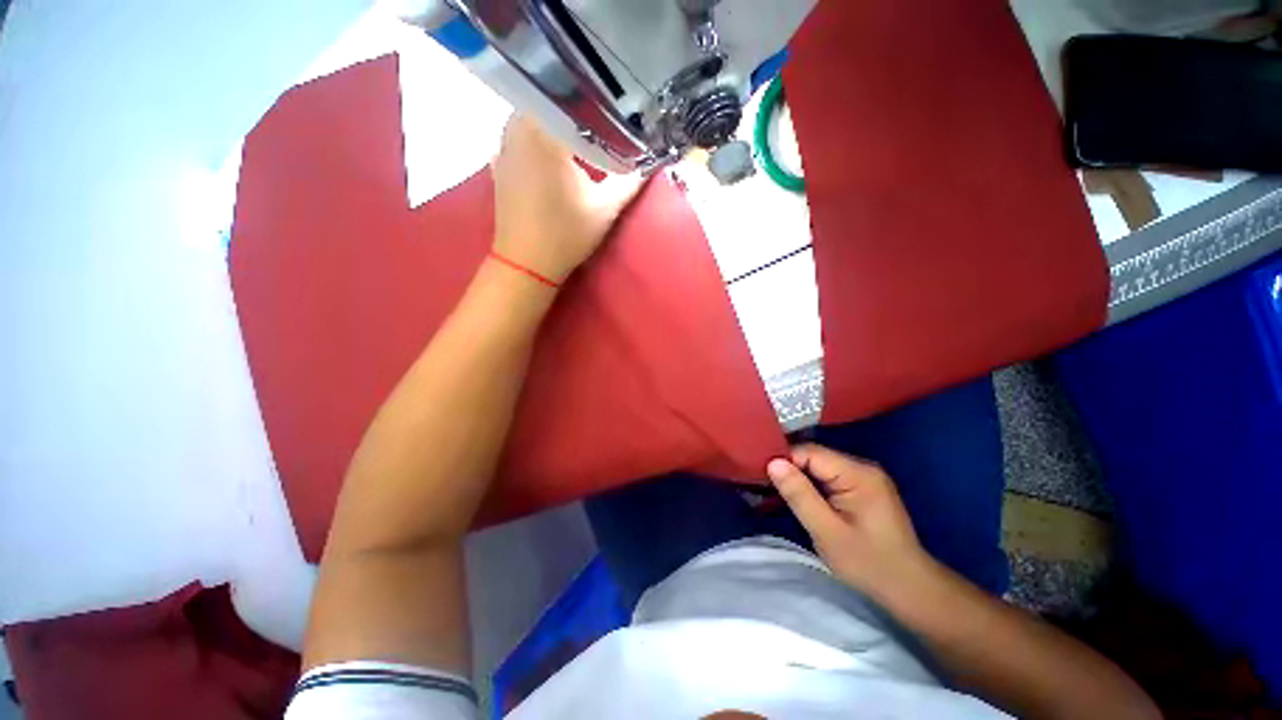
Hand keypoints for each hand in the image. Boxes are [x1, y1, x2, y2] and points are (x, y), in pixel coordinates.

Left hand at [491, 115, 644, 283]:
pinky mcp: (499, 161)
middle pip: (553, 101)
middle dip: (578, 109)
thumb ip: (629, 182)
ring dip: (558, 121)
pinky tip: (554, 148)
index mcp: (545, 131)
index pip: (576, 99)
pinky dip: (539, 135)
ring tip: (581, 131)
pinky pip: (521, 134)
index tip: (618, 105)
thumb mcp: (605, 209)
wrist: (526, 263)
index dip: (600, 102)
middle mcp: (519, 127)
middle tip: (603, 117)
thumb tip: (651, 163)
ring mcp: (504, 144)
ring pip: (535, 115)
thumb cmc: (566, 235)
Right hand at [767, 443, 932, 597]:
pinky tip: (802, 498)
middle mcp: (863, 467)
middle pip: (815, 457)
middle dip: (791, 470)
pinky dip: (813, 486)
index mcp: (858, 474)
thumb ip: (799, 494)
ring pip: (820, 467)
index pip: (810, 452)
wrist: (910, 589)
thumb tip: (773, 462)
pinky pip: (829, 477)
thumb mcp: (826, 531)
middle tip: (767, 488)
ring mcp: (865, 476)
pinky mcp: (864, 487)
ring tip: (780, 493)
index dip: (784, 461)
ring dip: (800, 478)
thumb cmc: (868, 564)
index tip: (762, 476)